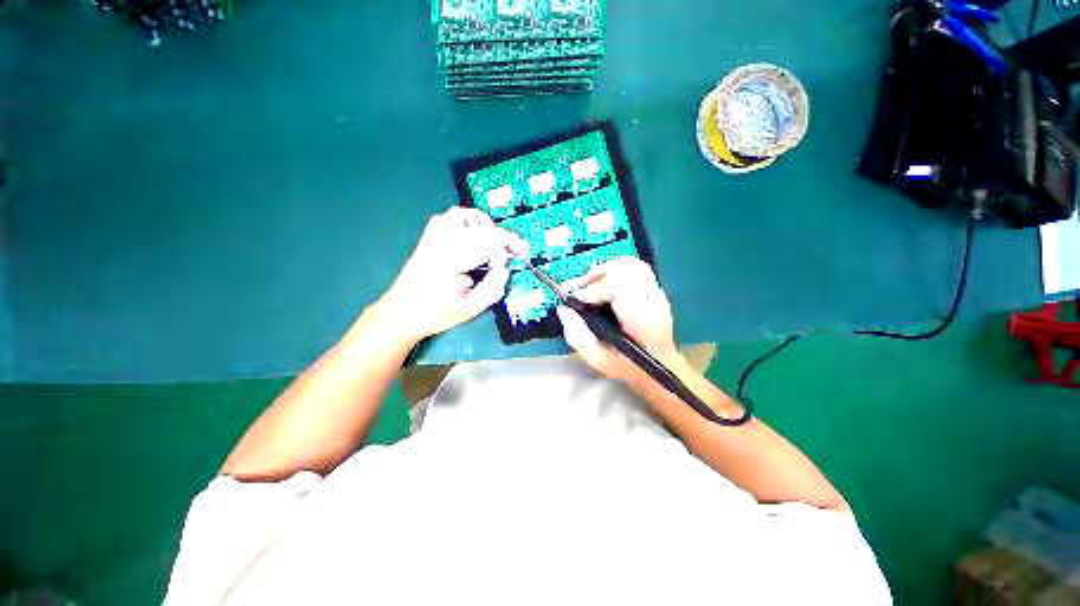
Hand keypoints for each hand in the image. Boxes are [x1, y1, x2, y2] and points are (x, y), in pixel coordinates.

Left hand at [378, 207, 527, 342]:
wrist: (401, 313)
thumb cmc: (436, 314)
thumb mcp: (471, 308)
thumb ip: (493, 288)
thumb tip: (504, 269)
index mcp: (453, 260)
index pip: (488, 242)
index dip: (509, 246)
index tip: (521, 253)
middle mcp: (442, 243)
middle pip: (480, 227)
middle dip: (501, 237)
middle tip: (512, 250)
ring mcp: (433, 237)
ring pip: (463, 215)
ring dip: (484, 225)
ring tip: (493, 241)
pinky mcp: (428, 237)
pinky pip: (450, 218)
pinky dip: (467, 222)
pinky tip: (473, 236)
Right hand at [555, 257, 679, 382]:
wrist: (659, 368)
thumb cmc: (628, 367)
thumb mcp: (597, 358)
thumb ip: (577, 335)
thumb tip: (563, 310)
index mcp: (641, 318)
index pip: (617, 287)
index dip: (592, 289)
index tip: (575, 298)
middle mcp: (652, 300)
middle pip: (624, 270)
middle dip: (596, 276)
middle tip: (578, 289)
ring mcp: (656, 293)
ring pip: (631, 266)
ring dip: (606, 271)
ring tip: (589, 283)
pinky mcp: (653, 291)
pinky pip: (635, 270)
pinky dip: (616, 271)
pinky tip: (604, 283)